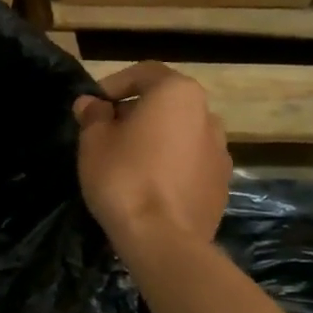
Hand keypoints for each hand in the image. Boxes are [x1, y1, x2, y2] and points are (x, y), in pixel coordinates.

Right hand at [73, 62, 230, 249]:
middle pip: (166, 103)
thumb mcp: (94, 141)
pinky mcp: (221, 183)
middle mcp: (208, 114)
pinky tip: (148, 186)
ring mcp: (220, 151)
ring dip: (155, 139)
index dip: (113, 84)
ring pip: (180, 133)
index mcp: (178, 94)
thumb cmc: (124, 177)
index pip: (144, 73)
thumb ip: (93, 116)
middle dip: (135, 112)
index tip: (93, 106)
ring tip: (127, 161)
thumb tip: (91, 104)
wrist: (164, 239)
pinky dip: (170, 164)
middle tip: (105, 132)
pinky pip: (190, 162)